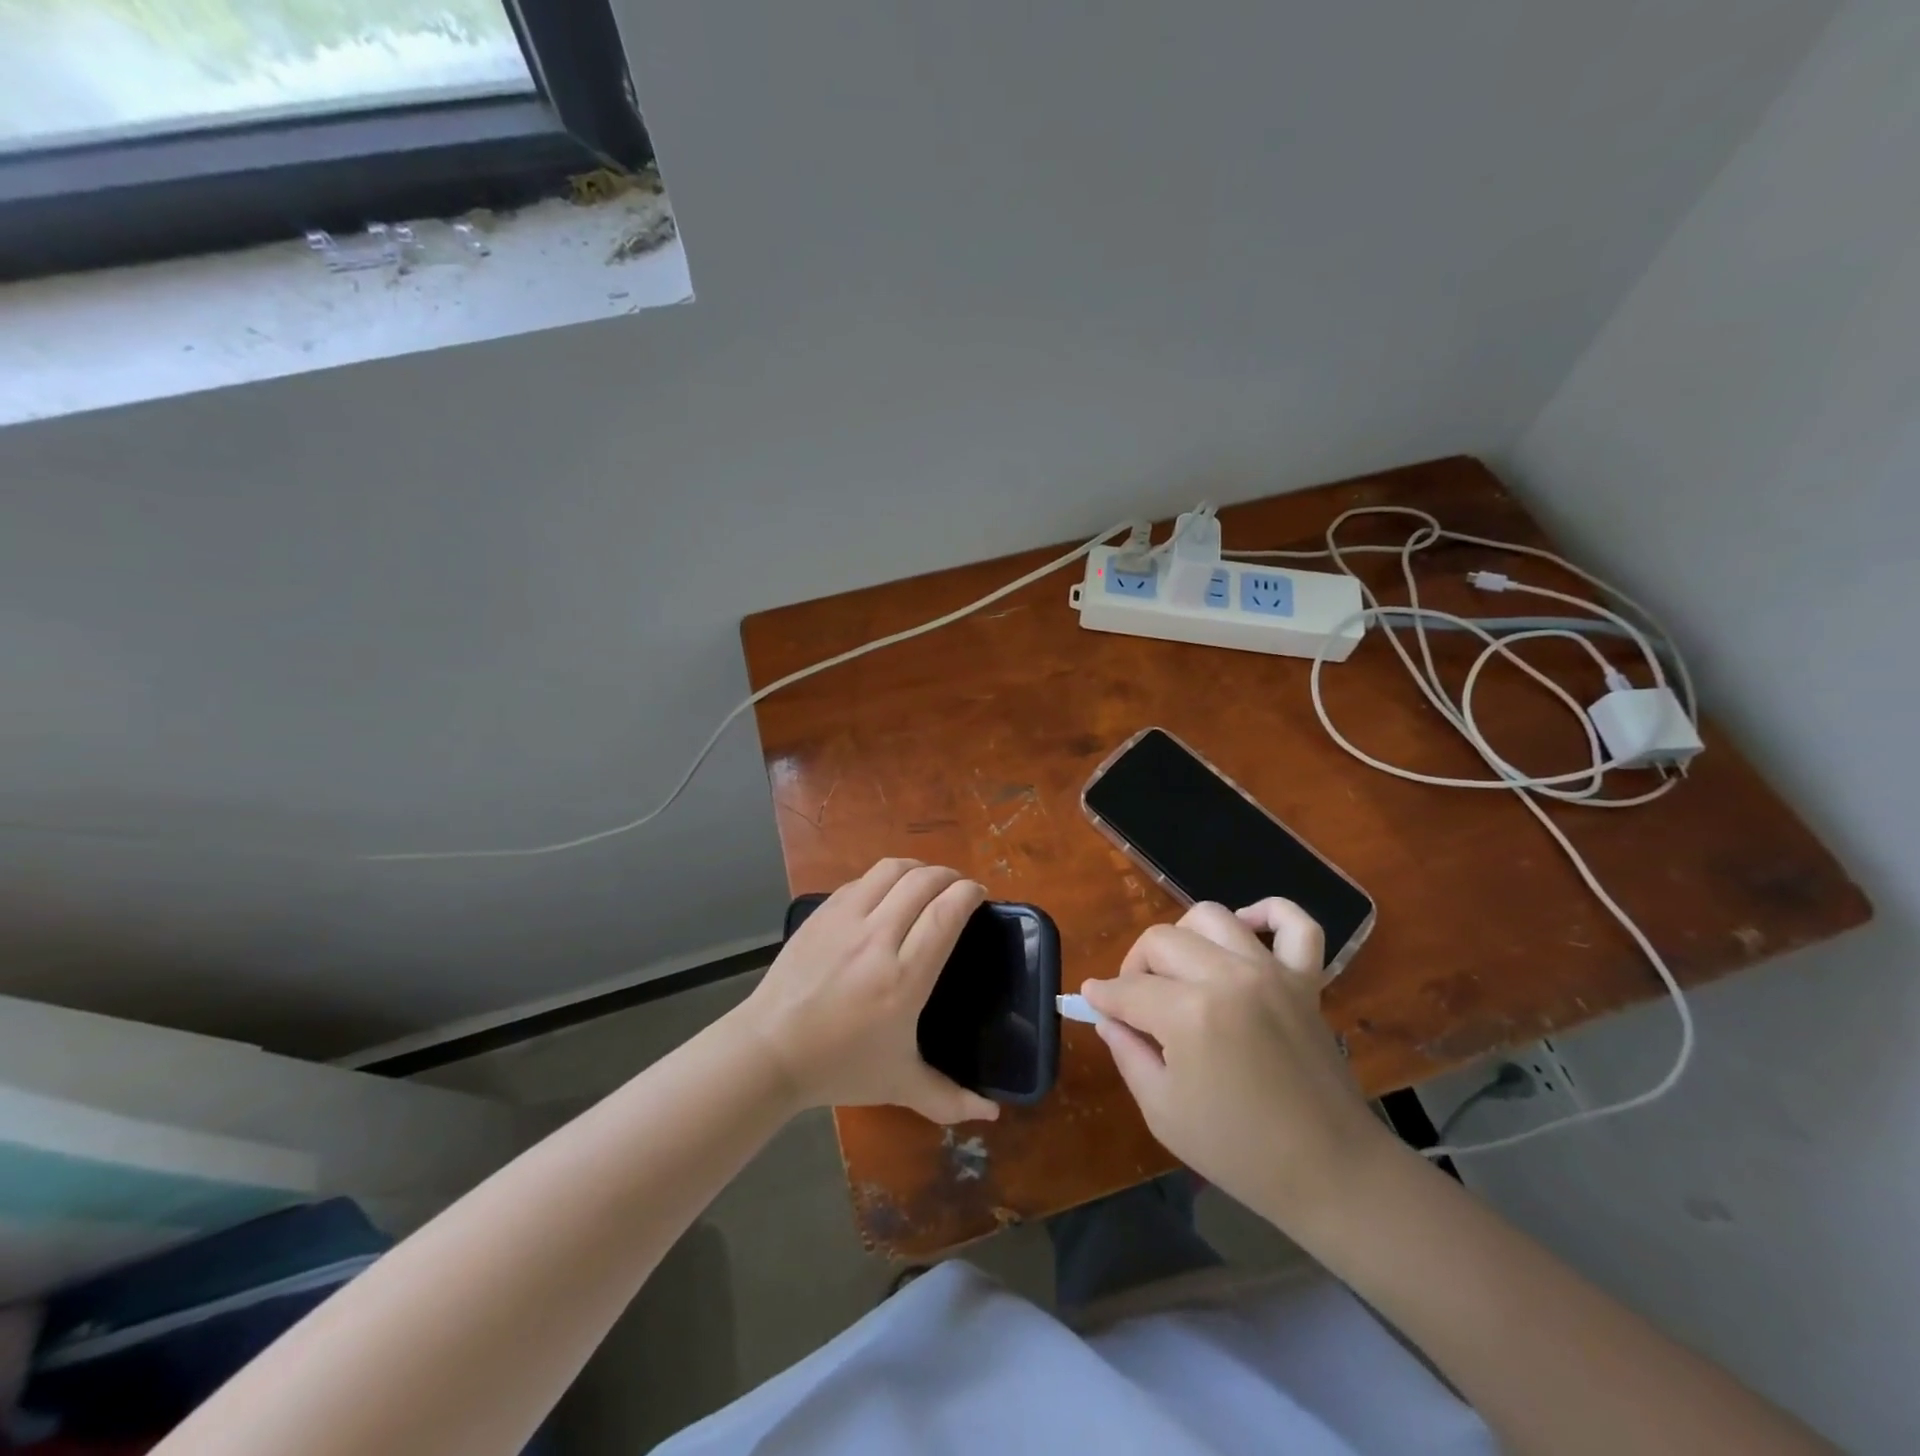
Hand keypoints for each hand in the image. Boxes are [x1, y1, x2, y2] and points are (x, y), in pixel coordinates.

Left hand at [733, 859, 1000, 1125]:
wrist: (770, 1051)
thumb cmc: (840, 1067)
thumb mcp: (900, 1084)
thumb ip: (949, 1099)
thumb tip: (992, 1114)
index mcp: (904, 978)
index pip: (946, 913)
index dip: (968, 894)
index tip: (980, 895)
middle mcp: (878, 939)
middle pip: (923, 882)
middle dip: (950, 876)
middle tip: (959, 889)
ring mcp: (845, 920)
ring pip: (891, 870)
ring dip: (918, 868)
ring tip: (927, 881)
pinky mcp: (822, 913)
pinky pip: (861, 880)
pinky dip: (884, 878)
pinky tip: (887, 893)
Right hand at [1080, 899, 1393, 1225]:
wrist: (1330, 1172)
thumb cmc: (1237, 1150)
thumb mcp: (1161, 1110)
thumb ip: (1126, 1052)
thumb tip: (1107, 1015)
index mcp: (1189, 1014)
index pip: (1127, 989)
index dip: (1103, 998)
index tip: (1093, 1003)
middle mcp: (1228, 977)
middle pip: (1160, 941)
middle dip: (1134, 967)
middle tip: (1135, 1002)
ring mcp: (1271, 973)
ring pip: (1211, 916)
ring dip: (1183, 937)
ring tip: (1180, 971)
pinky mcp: (1305, 980)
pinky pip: (1295, 924)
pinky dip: (1269, 913)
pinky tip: (1245, 929)